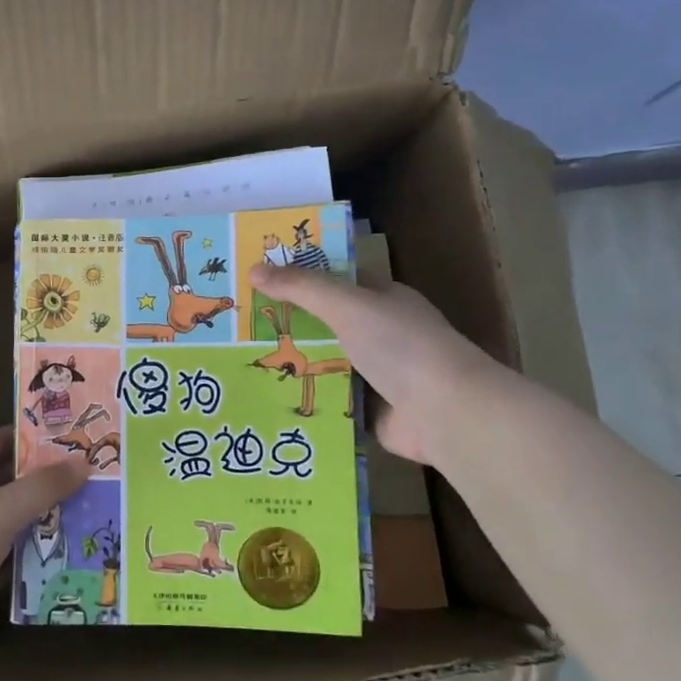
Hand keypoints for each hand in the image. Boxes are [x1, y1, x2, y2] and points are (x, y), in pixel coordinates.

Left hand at [0, 429, 87, 659]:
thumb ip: (43, 487)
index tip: (60, 435)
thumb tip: (84, 461)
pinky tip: (64, 555)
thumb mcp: (2, 508)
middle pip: (4, 483)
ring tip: (85, 512)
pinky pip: (7, 559)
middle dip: (40, 479)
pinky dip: (31, 556)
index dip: (22, 436)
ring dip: (40, 519)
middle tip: (84, 475)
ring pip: (9, 522)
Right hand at [249, 262, 496, 464]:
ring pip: (324, 364)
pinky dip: (304, 400)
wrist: (444, 411)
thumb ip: (301, 288)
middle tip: (237, 326)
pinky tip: (267, 400)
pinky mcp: (369, 410)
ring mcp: (376, 374)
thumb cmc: (399, 345)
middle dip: (287, 326)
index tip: (256, 281)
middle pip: (325, 325)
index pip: (335, 282)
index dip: (298, 278)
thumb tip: (253, 269)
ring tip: (242, 364)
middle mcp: (381, 333)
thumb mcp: (346, 305)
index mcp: (383, 300)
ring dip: (292, 366)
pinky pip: (328, 400)